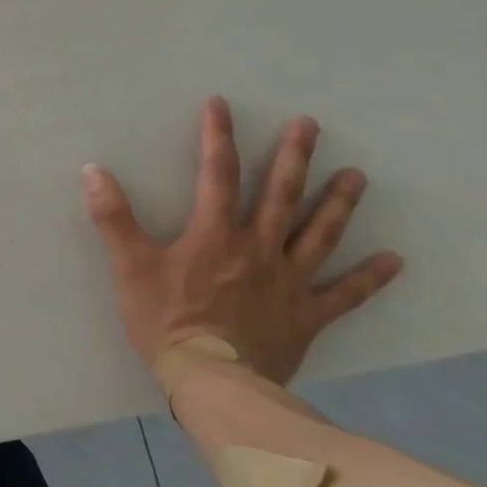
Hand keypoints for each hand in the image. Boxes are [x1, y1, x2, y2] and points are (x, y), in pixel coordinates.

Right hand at [81, 97, 402, 386]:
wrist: (213, 381)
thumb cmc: (166, 320)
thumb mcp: (129, 265)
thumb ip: (113, 217)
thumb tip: (93, 170)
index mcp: (215, 234)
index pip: (217, 174)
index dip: (218, 137)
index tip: (221, 104)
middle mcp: (258, 249)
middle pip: (280, 196)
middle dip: (294, 157)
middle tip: (310, 126)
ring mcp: (288, 283)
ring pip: (318, 235)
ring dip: (338, 204)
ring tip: (357, 175)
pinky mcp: (306, 316)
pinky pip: (344, 295)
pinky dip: (369, 278)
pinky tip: (393, 261)